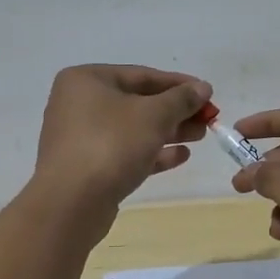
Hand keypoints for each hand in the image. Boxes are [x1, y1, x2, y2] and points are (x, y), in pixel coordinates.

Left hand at [33, 65, 211, 211]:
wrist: (71, 203)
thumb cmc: (111, 144)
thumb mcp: (153, 115)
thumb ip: (181, 99)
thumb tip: (203, 88)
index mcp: (87, 80)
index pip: (142, 75)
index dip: (179, 84)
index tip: (207, 93)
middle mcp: (79, 104)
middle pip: (138, 102)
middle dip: (175, 111)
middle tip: (208, 119)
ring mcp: (81, 137)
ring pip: (133, 129)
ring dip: (168, 131)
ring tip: (201, 136)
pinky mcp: (88, 167)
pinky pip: (125, 152)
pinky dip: (152, 152)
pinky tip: (181, 156)